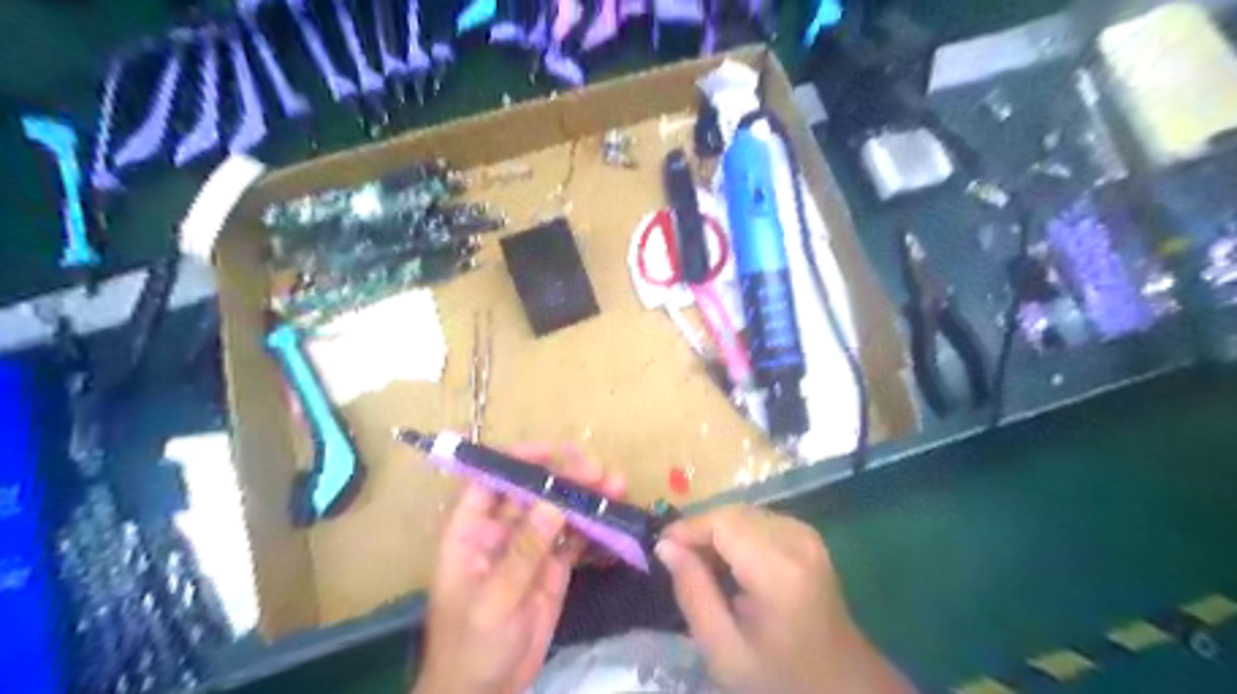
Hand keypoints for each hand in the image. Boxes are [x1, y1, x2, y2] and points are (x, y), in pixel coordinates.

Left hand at [414, 445, 629, 692]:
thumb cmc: (472, 648)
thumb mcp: (494, 602)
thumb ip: (523, 553)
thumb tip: (553, 503)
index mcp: (471, 530)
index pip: (491, 479)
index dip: (520, 458)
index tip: (556, 451)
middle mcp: (501, 530)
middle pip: (533, 489)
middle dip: (565, 475)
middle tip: (599, 472)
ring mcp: (530, 546)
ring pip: (558, 509)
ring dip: (586, 495)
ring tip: (618, 486)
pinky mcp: (552, 566)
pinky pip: (574, 537)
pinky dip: (594, 525)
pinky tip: (615, 515)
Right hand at [656, 504, 917, 693]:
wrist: (841, 685)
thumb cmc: (779, 676)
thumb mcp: (724, 650)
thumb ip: (692, 593)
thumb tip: (666, 545)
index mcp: (779, 571)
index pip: (723, 522)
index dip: (688, 528)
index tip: (661, 547)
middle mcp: (797, 541)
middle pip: (734, 513)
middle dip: (701, 530)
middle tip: (678, 560)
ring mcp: (808, 536)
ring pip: (745, 513)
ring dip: (718, 532)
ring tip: (702, 565)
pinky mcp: (809, 537)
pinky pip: (761, 520)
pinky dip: (737, 534)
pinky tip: (731, 563)